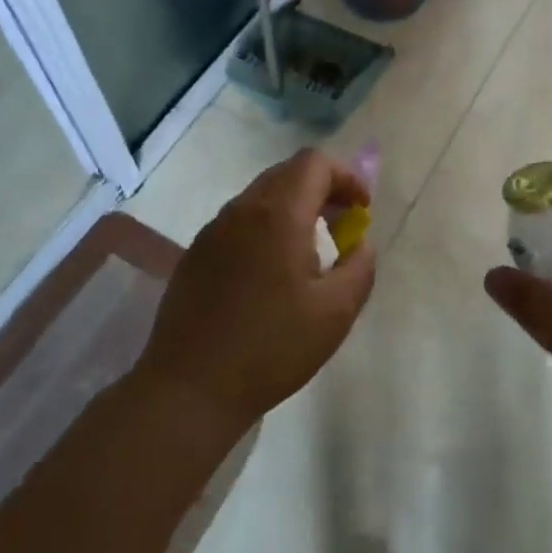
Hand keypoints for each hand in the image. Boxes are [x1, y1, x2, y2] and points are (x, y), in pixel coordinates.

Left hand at [138, 149, 374, 436]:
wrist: (189, 389)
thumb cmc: (271, 348)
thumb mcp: (335, 313)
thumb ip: (360, 267)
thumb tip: (360, 243)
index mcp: (278, 214)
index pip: (315, 163)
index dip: (346, 177)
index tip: (361, 210)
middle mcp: (242, 209)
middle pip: (288, 172)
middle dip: (322, 189)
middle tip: (342, 225)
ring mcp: (213, 230)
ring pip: (261, 195)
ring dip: (293, 207)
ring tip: (310, 250)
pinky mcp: (196, 253)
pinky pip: (239, 221)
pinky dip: (266, 226)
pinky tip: (270, 272)